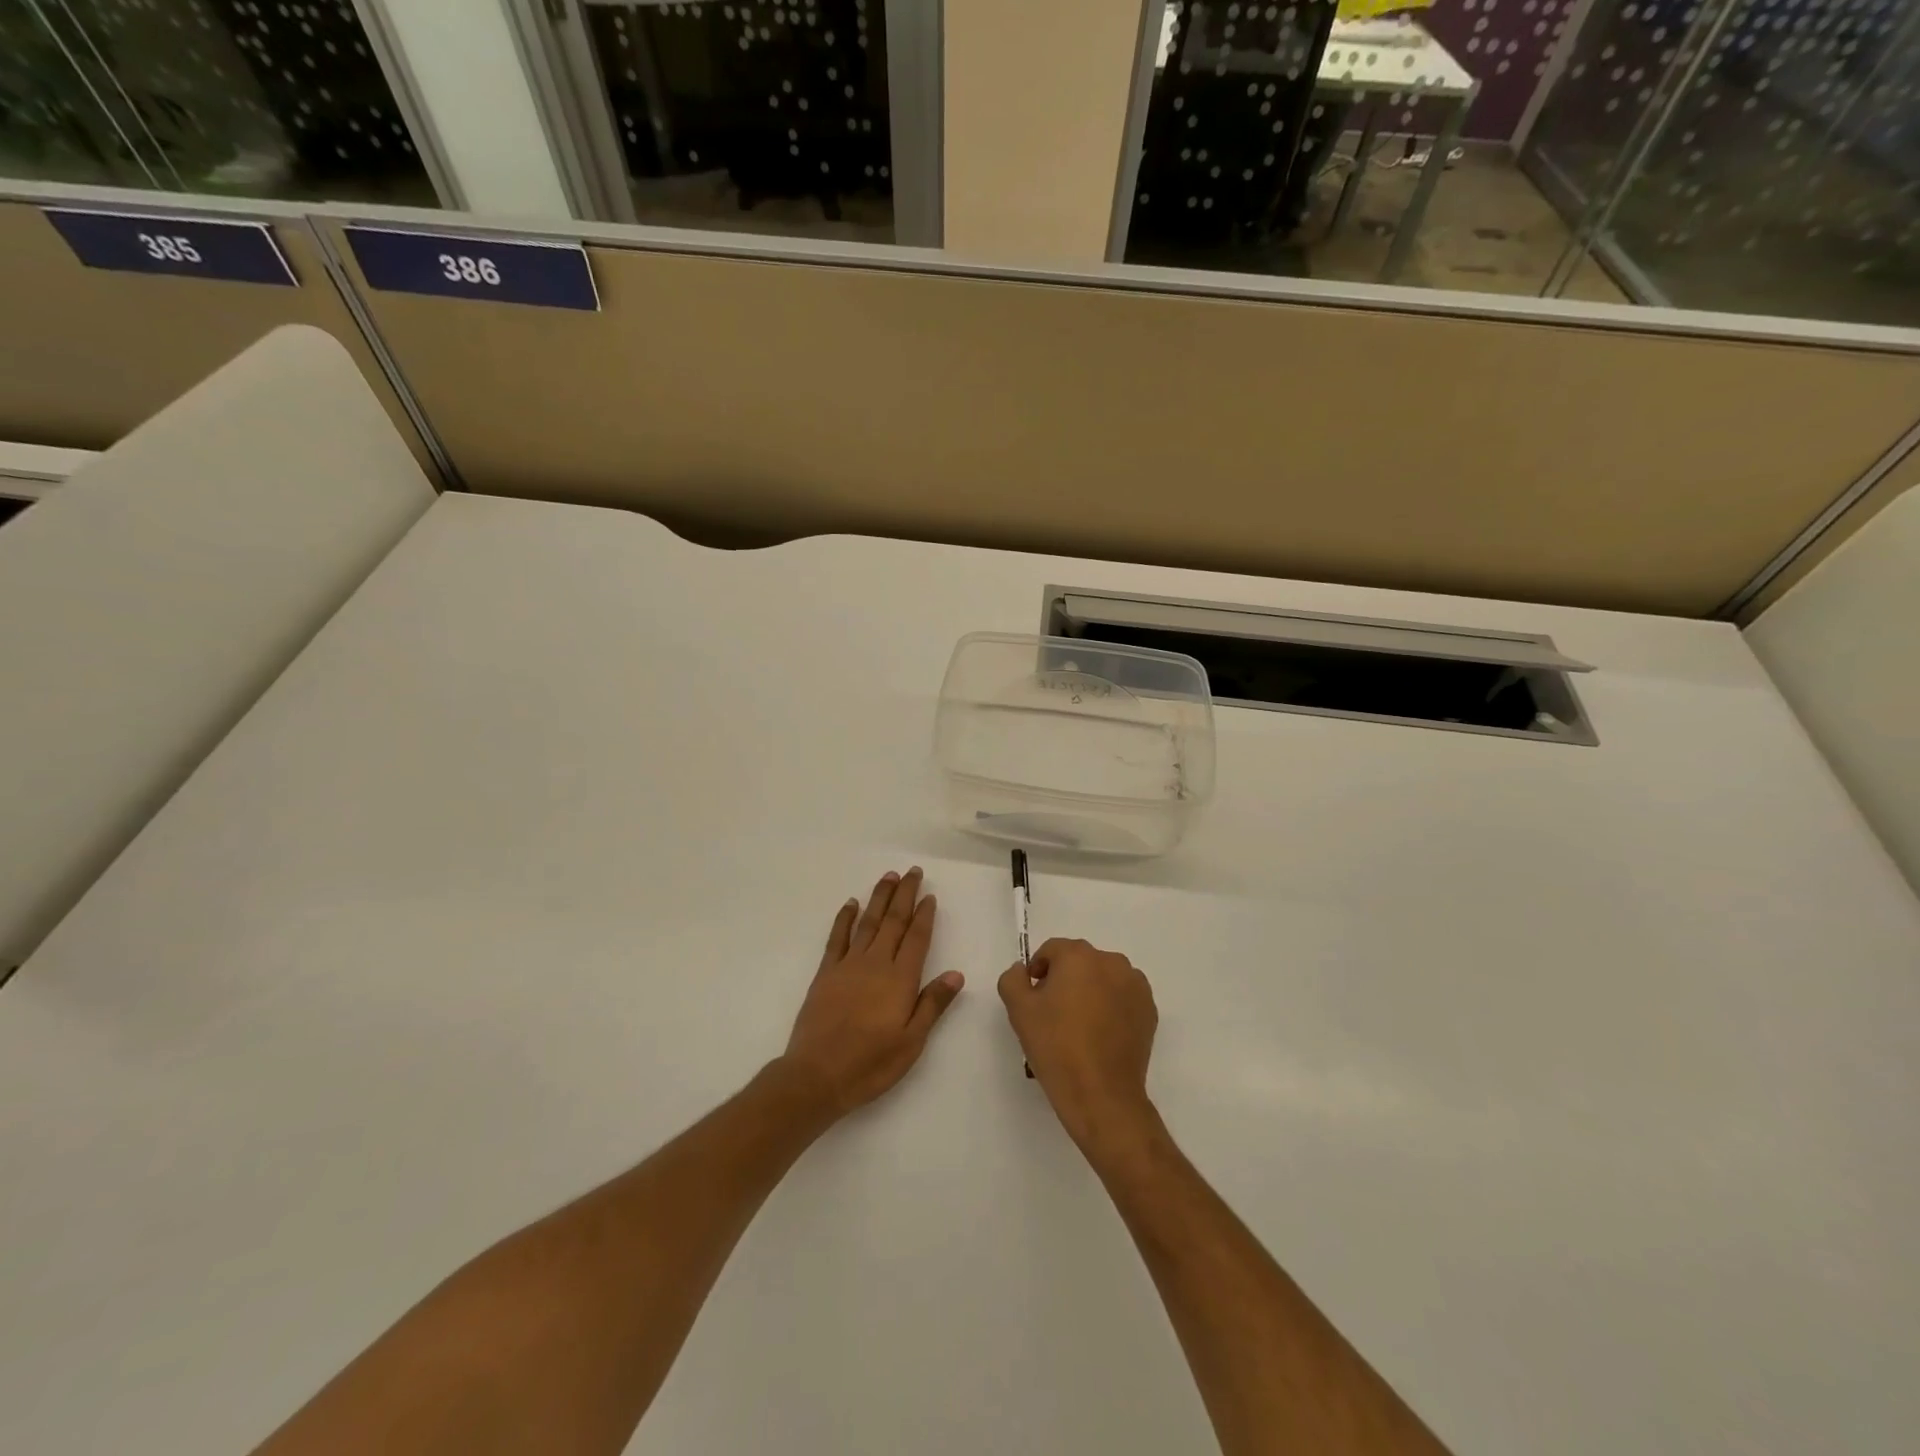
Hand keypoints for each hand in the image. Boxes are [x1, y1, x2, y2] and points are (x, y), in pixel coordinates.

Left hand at [780, 868, 964, 1117]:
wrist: (817, 1075)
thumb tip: (956, 973)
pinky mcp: (826, 973)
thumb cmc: (870, 1064)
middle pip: (893, 921)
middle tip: (913, 872)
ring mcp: (848, 965)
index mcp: (900, 979)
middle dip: (904, 894)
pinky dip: (845, 918)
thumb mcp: (912, 1042)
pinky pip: (838, 937)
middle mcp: (875, 964)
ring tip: (889, 876)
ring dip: (879, 897)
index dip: (924, 915)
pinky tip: (852, 904)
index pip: (916, 938)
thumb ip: (933, 1004)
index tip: (930, 895)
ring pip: (868, 922)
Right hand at [999, 938, 1158, 1154]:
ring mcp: (1135, 985)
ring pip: (1103, 979)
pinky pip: (1122, 998)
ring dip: (1090, 991)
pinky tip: (1100, 1035)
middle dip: (1064, 980)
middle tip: (1053, 1014)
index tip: (1033, 998)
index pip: (1051, 951)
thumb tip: (1023, 970)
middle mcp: (1111, 961)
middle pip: (1079, 962)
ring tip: (1079, 1026)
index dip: (1038, 971)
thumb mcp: (1019, 1010)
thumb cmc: (1056, 1047)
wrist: (1101, 1094)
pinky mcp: (1149, 1010)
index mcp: (1079, 956)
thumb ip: (1013, 979)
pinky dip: (1111, 1007)